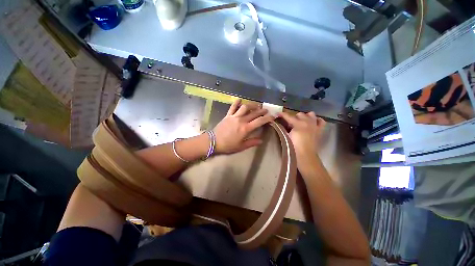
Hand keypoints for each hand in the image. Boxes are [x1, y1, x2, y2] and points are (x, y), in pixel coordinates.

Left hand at [213, 99, 274, 153]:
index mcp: (246, 128)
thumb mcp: (241, 146)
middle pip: (254, 113)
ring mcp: (234, 116)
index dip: (267, 118)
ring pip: (245, 107)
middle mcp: (241, 120)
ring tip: (256, 105)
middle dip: (262, 111)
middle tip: (266, 110)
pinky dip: (237, 102)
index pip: (259, 121)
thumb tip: (261, 140)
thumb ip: (252, 142)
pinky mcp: (228, 115)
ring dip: (252, 105)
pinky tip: (240, 100)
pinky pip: (233, 107)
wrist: (213, 141)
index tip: (273, 116)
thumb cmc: (228, 145)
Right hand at [278, 111, 325, 156]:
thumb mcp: (286, 136)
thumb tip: (281, 125)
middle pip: (299, 114)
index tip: (277, 114)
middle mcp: (307, 122)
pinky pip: (321, 121)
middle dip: (294, 117)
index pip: (288, 116)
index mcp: (298, 124)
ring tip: (301, 122)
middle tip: (290, 123)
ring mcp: (315, 125)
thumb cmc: (294, 146)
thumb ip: (284, 129)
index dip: (282, 114)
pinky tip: (313, 123)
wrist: (305, 155)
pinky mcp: (320, 130)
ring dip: (305, 117)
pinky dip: (317, 120)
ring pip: (311, 114)